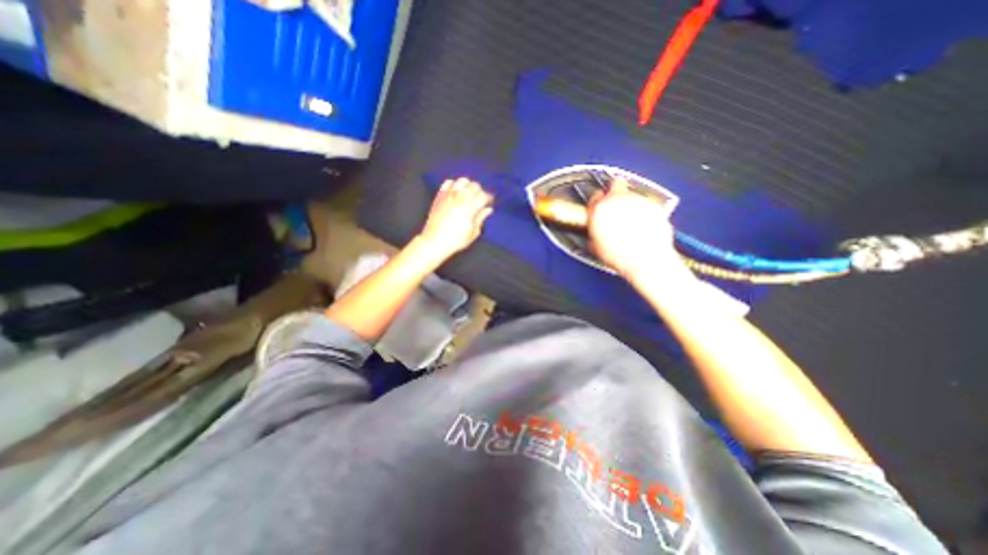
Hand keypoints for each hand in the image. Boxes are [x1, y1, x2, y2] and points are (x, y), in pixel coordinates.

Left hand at [415, 177, 493, 259]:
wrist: (435, 241)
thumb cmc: (456, 240)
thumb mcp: (473, 233)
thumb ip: (481, 218)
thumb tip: (487, 210)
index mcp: (470, 208)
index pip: (484, 196)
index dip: (489, 198)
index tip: (489, 203)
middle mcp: (460, 198)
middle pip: (474, 185)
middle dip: (479, 191)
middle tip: (480, 199)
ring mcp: (449, 195)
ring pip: (462, 181)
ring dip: (468, 185)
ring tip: (468, 193)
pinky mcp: (440, 196)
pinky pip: (448, 183)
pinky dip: (454, 184)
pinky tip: (456, 191)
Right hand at [586, 179, 689, 281]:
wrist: (646, 259)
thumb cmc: (620, 255)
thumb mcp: (595, 244)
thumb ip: (594, 228)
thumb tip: (595, 226)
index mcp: (600, 208)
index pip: (595, 196)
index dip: (596, 202)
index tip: (598, 208)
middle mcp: (619, 199)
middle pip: (616, 184)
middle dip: (614, 191)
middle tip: (615, 204)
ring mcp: (639, 200)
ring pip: (632, 194)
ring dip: (629, 204)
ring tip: (629, 222)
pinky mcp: (655, 206)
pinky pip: (646, 204)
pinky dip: (644, 212)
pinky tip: (642, 226)